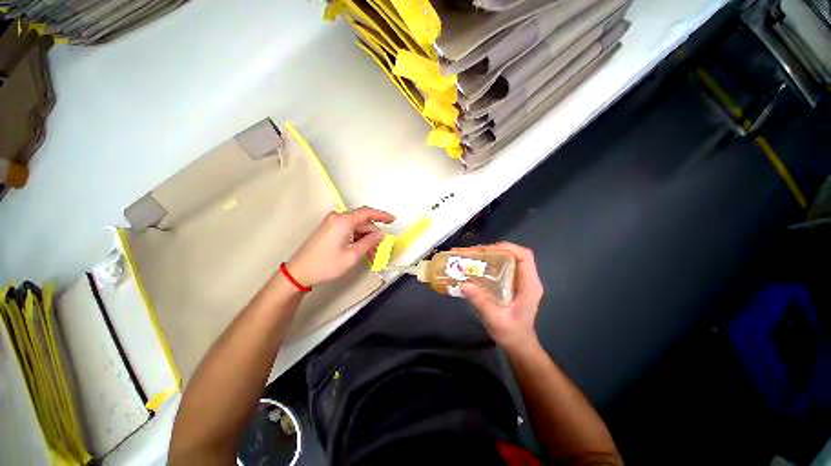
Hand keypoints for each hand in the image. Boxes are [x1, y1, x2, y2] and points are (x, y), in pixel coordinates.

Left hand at [286, 207, 394, 286]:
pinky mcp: (329, 229)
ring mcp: (332, 223)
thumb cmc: (326, 264)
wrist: (299, 272)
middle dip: (373, 235)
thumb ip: (369, 242)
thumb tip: (381, 234)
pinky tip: (361, 250)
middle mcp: (337, 218)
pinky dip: (357, 239)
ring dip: (365, 239)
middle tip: (380, 250)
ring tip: (371, 254)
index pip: (367, 213)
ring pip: (356, 228)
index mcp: (343, 221)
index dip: (382, 215)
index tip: (393, 220)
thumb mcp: (352, 255)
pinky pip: (348, 230)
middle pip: (362, 222)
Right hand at [457, 242, 543, 350]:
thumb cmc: (511, 334)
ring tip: (469, 256)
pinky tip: (475, 265)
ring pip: (506, 258)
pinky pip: (501, 266)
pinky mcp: (512, 283)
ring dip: (488, 254)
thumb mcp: (496, 320)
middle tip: (471, 252)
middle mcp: (527, 278)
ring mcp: (520, 280)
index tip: (486, 250)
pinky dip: (488, 262)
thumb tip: (464, 284)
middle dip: (491, 250)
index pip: (524, 256)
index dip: (506, 248)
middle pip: (513, 254)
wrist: (518, 345)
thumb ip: (481, 302)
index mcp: (529, 285)